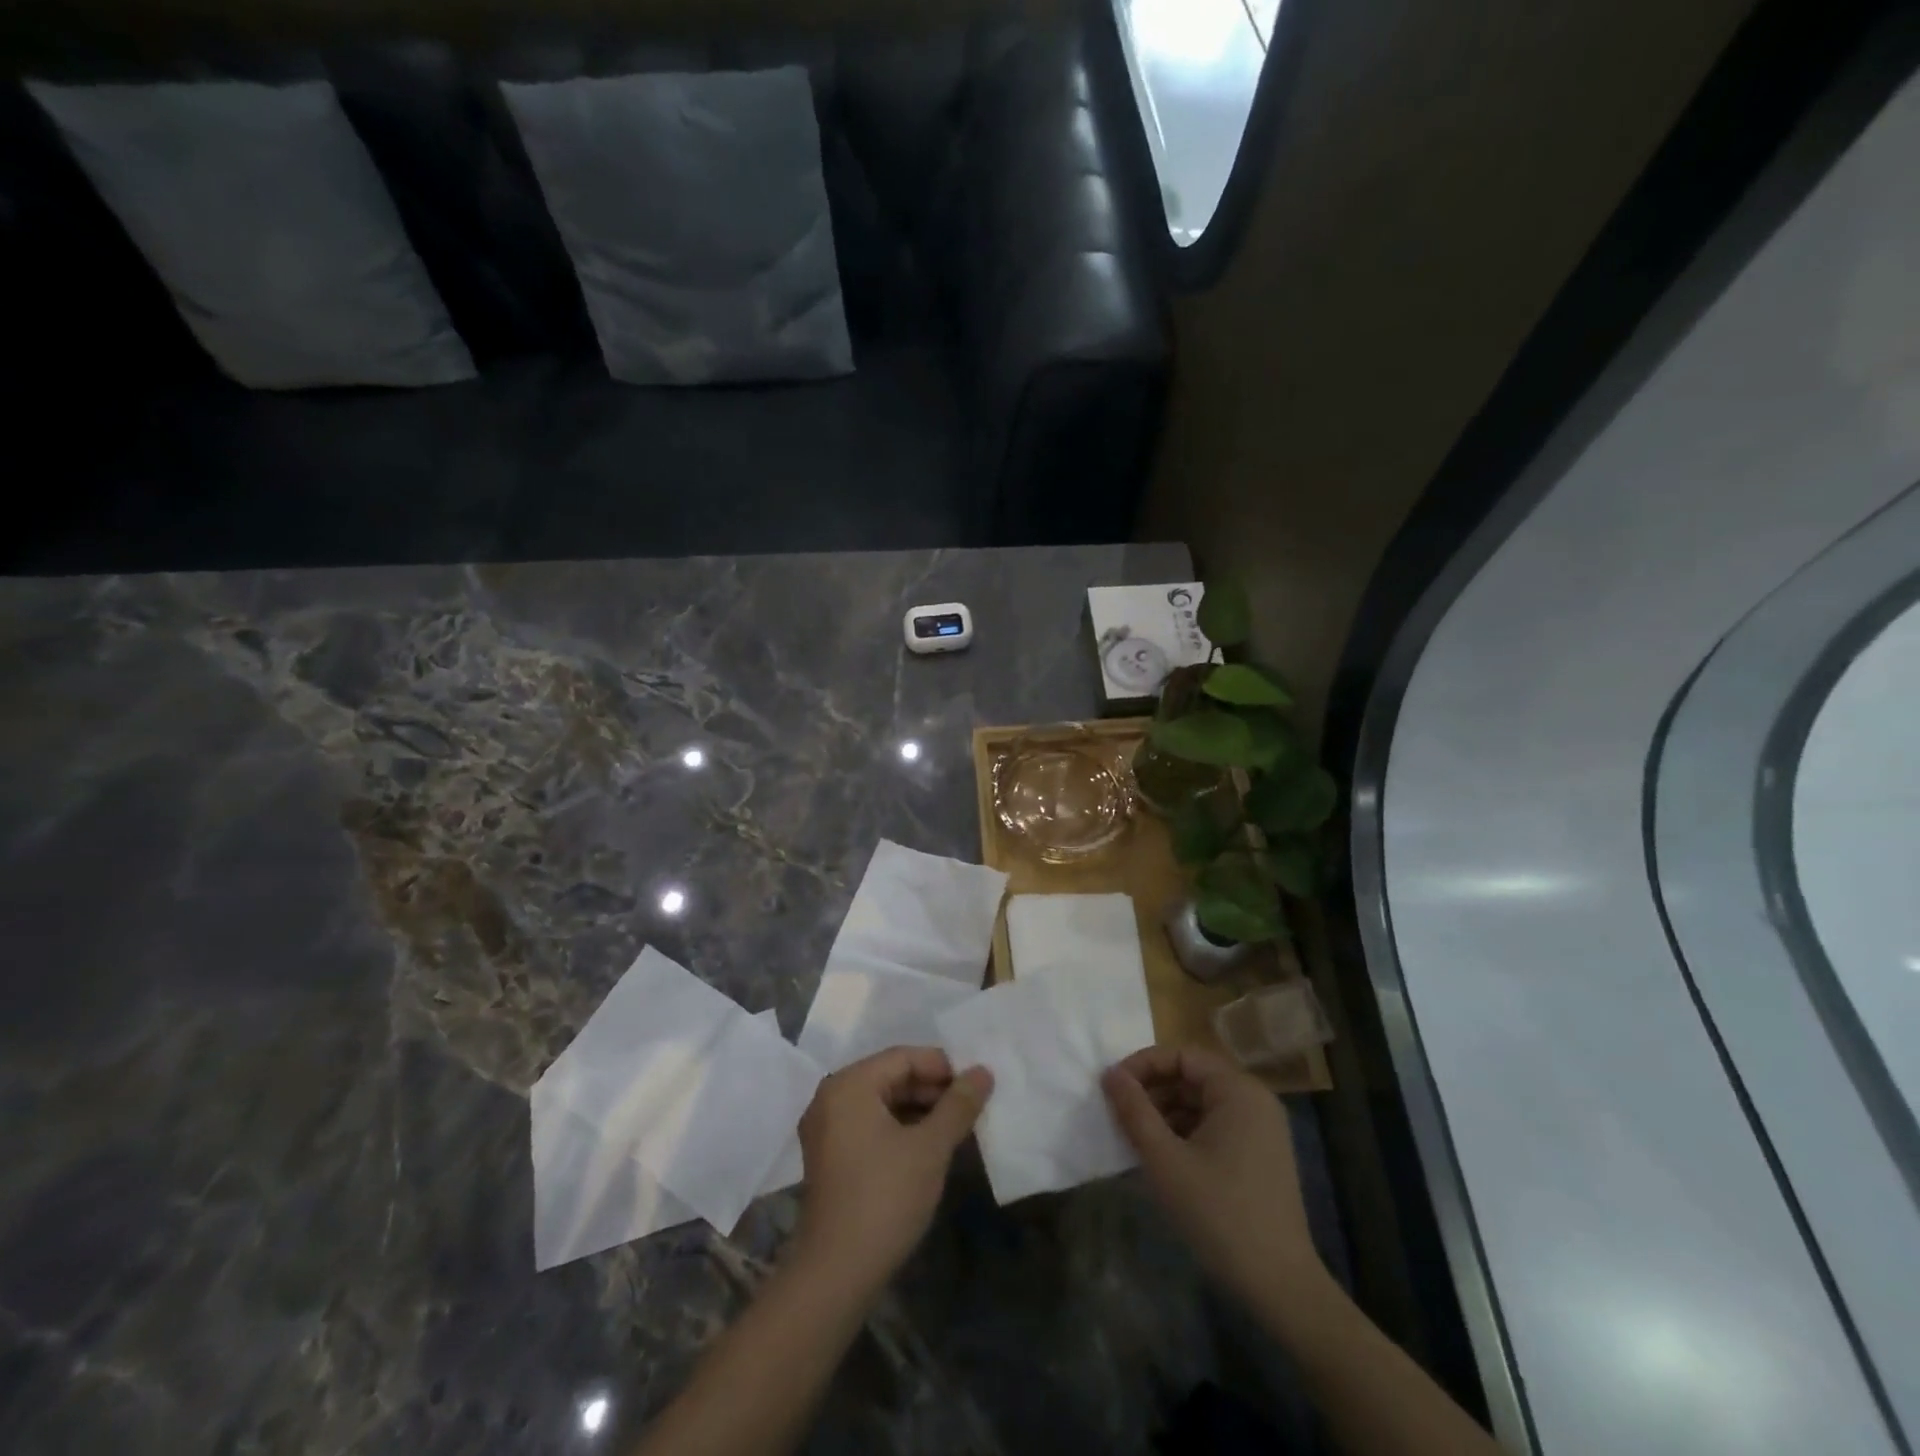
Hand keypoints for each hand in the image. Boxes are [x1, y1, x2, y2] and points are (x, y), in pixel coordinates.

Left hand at [793, 1046, 992, 1295]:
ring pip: (882, 1102)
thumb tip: (983, 1071)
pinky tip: (928, 1147)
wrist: (836, 1275)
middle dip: (932, 1089)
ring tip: (956, 1126)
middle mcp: (831, 1097)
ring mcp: (826, 1129)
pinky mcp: (829, 1157)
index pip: (903, 1057)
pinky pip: (870, 1125)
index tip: (976, 1084)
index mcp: (849, 1085)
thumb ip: (958, 1105)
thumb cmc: (885, 1198)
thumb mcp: (930, 1148)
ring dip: (919, 1110)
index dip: (943, 1066)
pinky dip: (900, 1128)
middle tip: (970, 1106)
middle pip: (891, 1077)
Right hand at [1102, 1046, 1329, 1313]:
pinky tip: (1164, 1158)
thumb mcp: (1165, 1159)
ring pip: (1202, 1103)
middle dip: (1153, 1091)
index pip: (1182, 1056)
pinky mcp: (1261, 1156)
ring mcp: (1262, 1130)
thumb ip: (1134, 1110)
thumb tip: (1110, 1072)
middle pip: (1193, 1077)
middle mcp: (1255, 1100)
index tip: (1113, 1088)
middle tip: (1120, 1114)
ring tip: (1136, 1137)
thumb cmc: (1218, 1213)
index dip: (1144, 1065)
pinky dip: (1186, 1133)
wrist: (1279, 1286)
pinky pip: (1216, 1126)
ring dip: (1166, 1113)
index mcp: (1238, 1091)